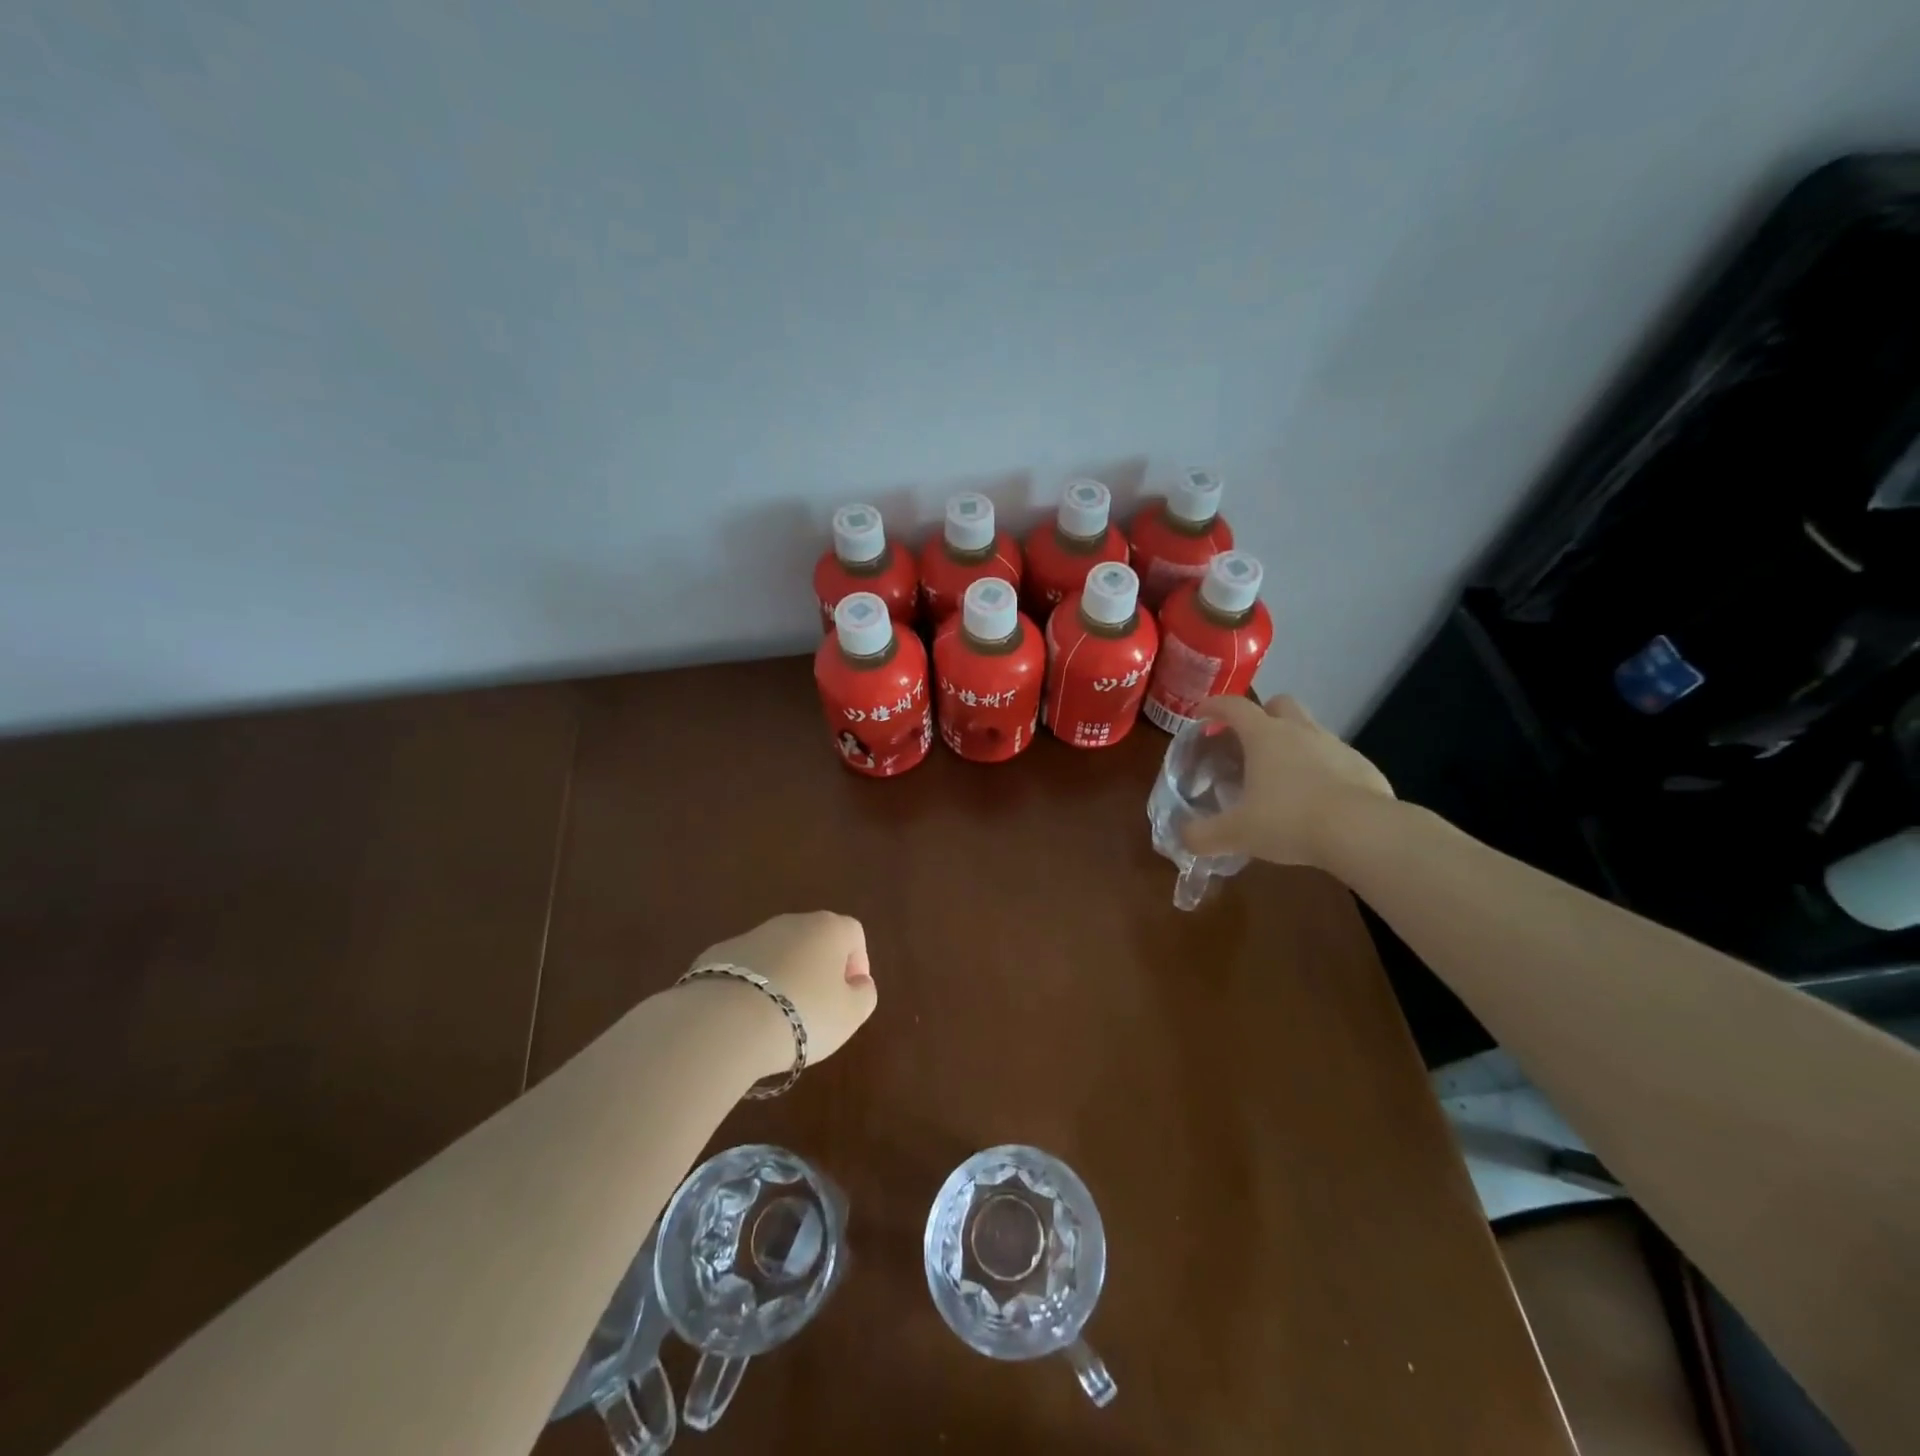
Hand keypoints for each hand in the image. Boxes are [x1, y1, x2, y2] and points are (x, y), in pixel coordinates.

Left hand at [691, 912, 877, 1068]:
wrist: (725, 1023)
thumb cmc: (803, 1015)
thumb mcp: (850, 1015)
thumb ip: (864, 995)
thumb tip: (859, 983)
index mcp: (828, 928)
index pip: (854, 933)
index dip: (857, 964)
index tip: (849, 997)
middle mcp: (790, 922)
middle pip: (814, 940)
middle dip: (819, 969)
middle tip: (817, 1009)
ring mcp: (750, 935)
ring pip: (778, 953)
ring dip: (784, 977)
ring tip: (777, 1017)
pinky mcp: (716, 955)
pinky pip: (745, 969)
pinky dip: (750, 987)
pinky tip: (745, 1018)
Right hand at [1180, 695, 1393, 868]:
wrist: (1362, 832)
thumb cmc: (1289, 820)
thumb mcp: (1236, 833)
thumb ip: (1204, 835)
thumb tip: (1183, 837)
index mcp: (1265, 736)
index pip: (1234, 706)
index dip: (1214, 706)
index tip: (1201, 714)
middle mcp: (1301, 731)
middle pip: (1280, 704)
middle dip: (1263, 714)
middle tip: (1248, 741)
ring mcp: (1336, 746)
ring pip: (1311, 730)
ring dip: (1294, 743)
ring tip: (1282, 777)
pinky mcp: (1363, 767)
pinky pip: (1336, 759)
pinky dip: (1322, 770)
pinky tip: (1317, 799)